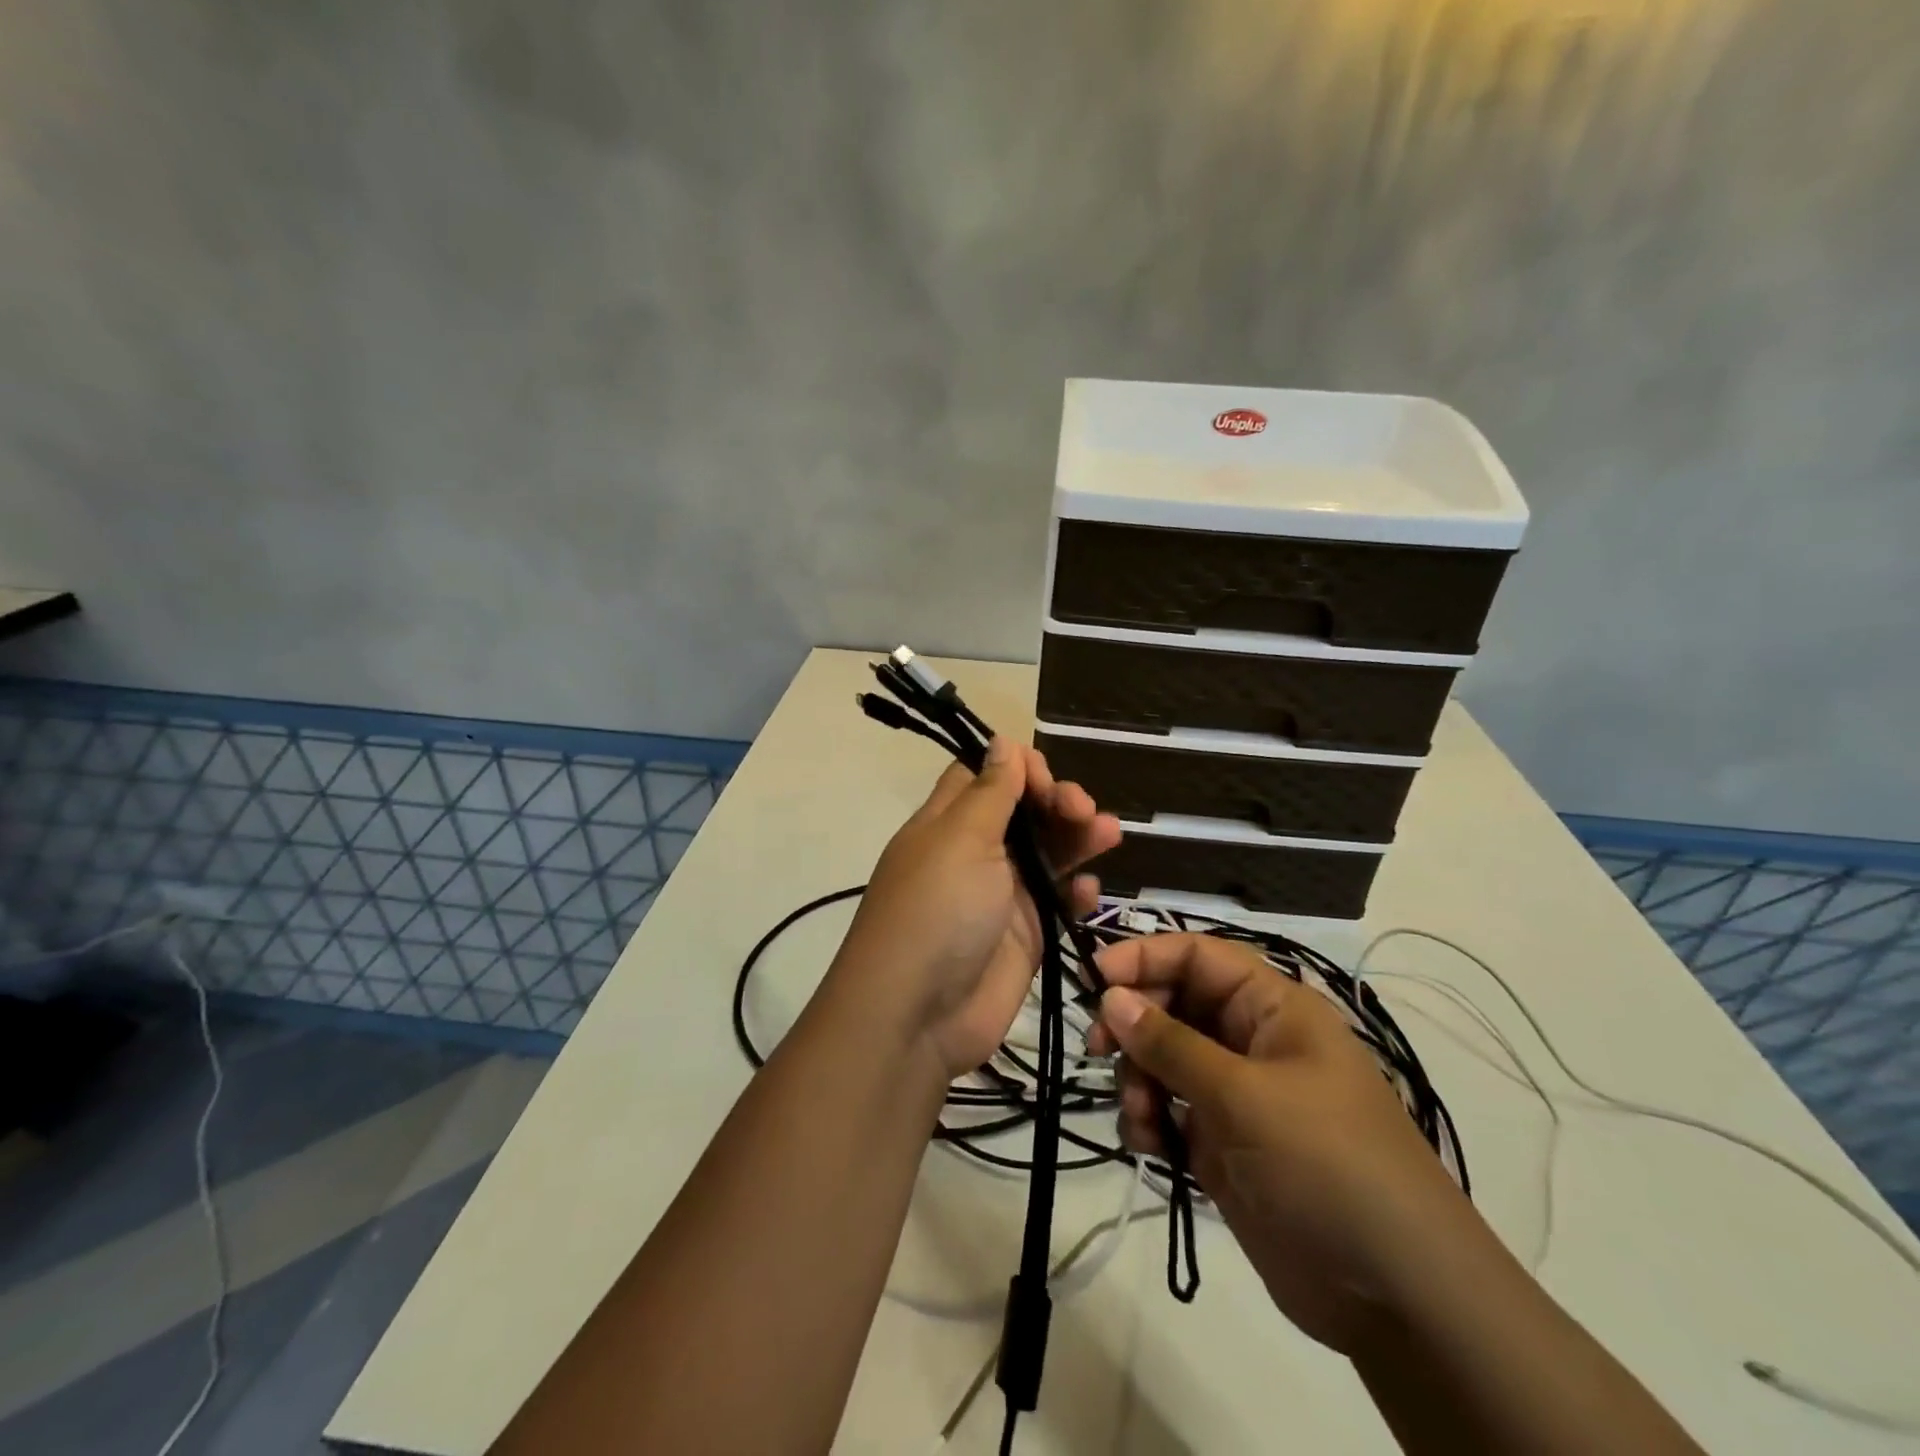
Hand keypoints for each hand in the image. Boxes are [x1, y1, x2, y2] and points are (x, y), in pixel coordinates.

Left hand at [830, 736, 1120, 1079]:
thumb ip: (991, 792)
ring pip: (1048, 852)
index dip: (1019, 768)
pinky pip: (1058, 902)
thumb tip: (1002, 741)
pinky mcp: (1025, 934)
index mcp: (948, 822)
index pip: (985, 776)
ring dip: (1079, 838)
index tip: (1045, 779)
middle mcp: (975, 852)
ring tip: (1109, 833)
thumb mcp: (961, 839)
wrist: (918, 1015)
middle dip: (1057, 801)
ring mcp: (1001, 894)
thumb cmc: (937, 910)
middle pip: (1024, 811)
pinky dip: (1076, 891)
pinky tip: (1091, 890)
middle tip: (1083, 810)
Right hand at [1086, 933, 1484, 1354]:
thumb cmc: (1326, 1166)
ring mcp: (1237, 1095)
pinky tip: (1147, 1144)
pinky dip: (1148, 1119)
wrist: (1398, 1298)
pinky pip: (1168, 1110)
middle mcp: (1251, 1041)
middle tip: (1098, 1047)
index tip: (1094, 978)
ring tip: (1139, 1114)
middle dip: (1134, 1022)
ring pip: (1164, 1058)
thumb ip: (1171, 1044)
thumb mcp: (1244, 1096)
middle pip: (1174, 1004)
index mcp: (1273, 1009)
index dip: (1145, 956)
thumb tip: (1111, 996)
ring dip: (1138, 1077)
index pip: (1199, 956)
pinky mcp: (1223, 1144)